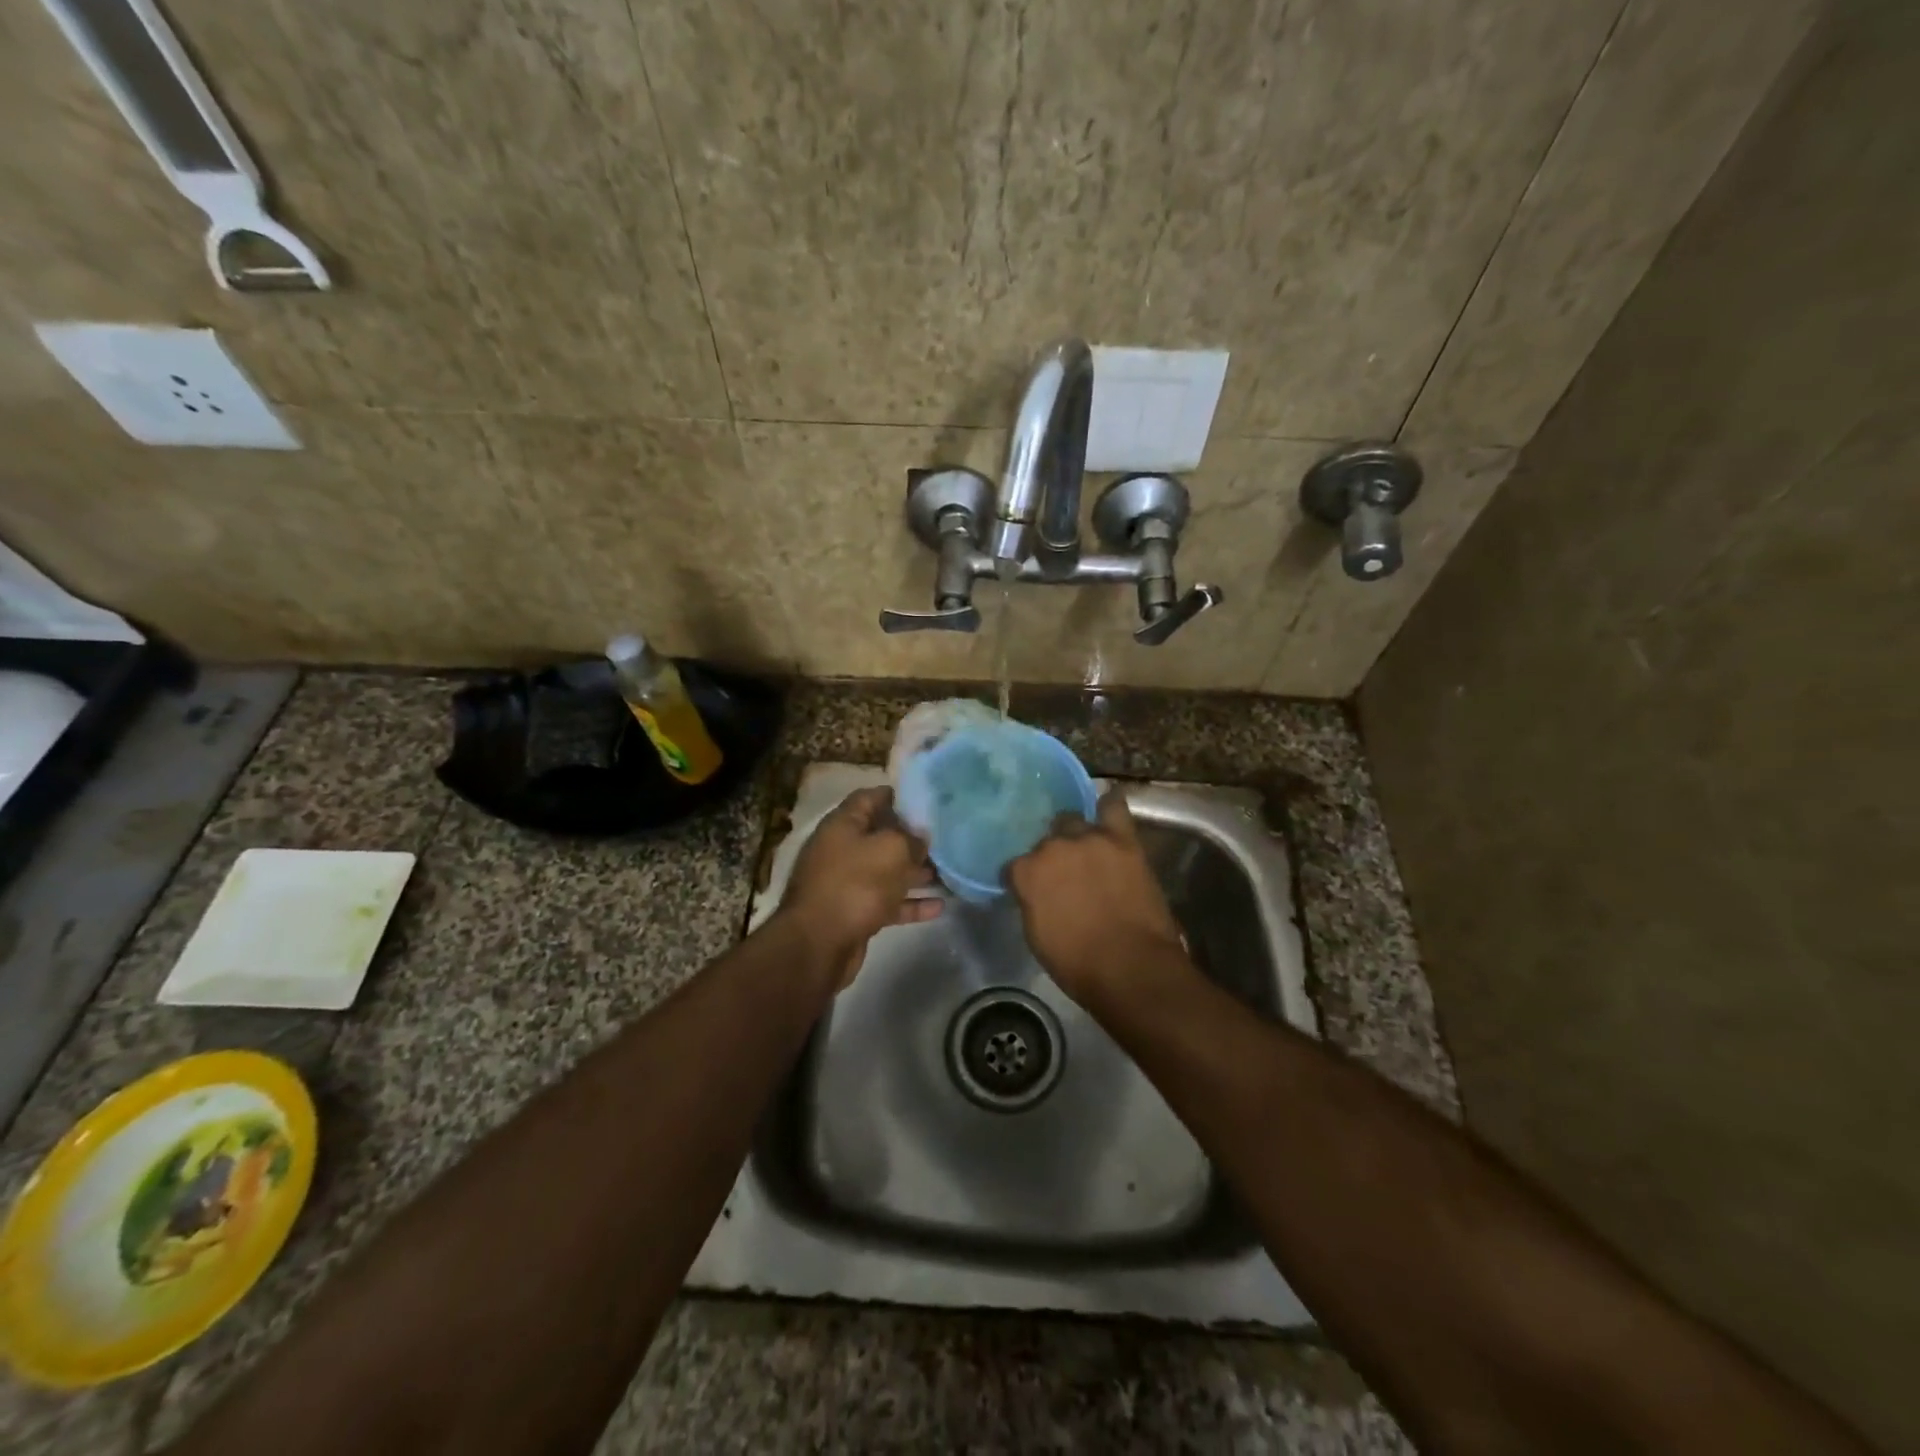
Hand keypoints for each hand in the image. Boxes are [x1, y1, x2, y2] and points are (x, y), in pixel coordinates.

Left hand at [779, 786, 940, 988]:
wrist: (818, 945)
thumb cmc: (855, 885)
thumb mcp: (891, 850)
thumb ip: (911, 838)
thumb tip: (921, 836)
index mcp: (843, 825)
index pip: (870, 797)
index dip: (897, 796)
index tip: (927, 801)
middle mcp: (842, 849)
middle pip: (880, 836)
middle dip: (911, 838)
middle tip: (944, 839)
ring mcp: (847, 883)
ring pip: (887, 871)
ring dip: (915, 872)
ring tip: (948, 872)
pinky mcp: (854, 913)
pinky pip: (887, 902)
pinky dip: (910, 903)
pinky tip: (939, 907)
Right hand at [1006, 790, 1191, 1006]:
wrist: (1131, 967)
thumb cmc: (1078, 965)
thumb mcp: (1037, 937)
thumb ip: (1032, 902)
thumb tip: (1035, 893)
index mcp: (1026, 873)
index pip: (1014, 866)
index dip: (1022, 879)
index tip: (1030, 890)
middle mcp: (1052, 848)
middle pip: (1045, 841)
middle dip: (1051, 855)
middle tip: (1063, 873)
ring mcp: (1089, 839)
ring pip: (1073, 820)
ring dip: (1076, 834)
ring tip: (1084, 847)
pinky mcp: (1122, 840)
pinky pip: (1113, 806)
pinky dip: (1108, 805)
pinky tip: (1107, 806)